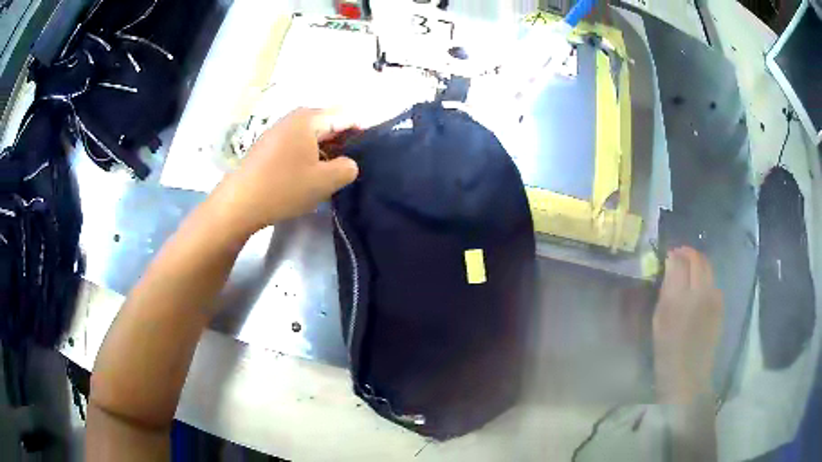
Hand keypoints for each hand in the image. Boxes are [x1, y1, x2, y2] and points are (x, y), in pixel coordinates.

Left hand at [211, 108, 359, 237]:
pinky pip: (297, 145)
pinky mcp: (268, 146)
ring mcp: (277, 131)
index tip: (370, 153)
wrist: (238, 204)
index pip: (346, 116)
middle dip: (344, 143)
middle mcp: (293, 118)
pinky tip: (309, 176)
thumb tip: (349, 163)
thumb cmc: (283, 188)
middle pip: (328, 124)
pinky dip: (309, 156)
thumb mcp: (324, 181)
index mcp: (309, 118)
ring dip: (326, 152)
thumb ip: (348, 168)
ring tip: (332, 174)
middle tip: (351, 167)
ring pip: (313, 136)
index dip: (362, 132)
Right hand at [653, 247, 723, 403]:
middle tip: (680, 258)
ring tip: (689, 272)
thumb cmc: (667, 351)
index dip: (674, 255)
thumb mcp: (659, 320)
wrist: (689, 376)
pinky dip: (706, 278)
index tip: (669, 256)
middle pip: (698, 259)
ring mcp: (714, 298)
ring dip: (698, 264)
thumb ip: (666, 290)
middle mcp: (700, 292)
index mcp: (679, 298)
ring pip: (708, 267)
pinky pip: (713, 282)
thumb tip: (670, 265)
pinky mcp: (721, 305)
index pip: (679, 262)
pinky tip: (699, 289)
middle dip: (688, 254)